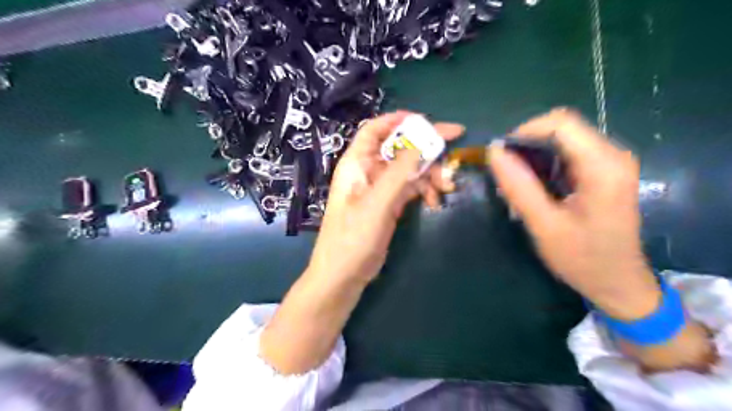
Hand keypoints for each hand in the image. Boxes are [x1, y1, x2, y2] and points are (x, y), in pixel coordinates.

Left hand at [260, 111, 459, 371]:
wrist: (343, 276)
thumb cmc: (353, 238)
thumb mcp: (377, 202)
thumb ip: (399, 171)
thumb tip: (422, 140)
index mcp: (357, 163)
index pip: (376, 129)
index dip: (400, 120)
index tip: (429, 122)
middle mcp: (367, 171)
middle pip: (398, 148)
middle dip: (424, 151)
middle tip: (452, 155)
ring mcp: (379, 189)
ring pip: (408, 169)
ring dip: (428, 174)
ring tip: (446, 187)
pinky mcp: (388, 204)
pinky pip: (409, 188)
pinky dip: (423, 190)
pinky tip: (435, 202)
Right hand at [488, 107, 660, 319]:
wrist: (618, 283)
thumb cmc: (582, 259)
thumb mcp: (544, 226)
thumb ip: (519, 187)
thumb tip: (494, 152)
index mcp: (603, 167)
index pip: (561, 124)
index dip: (524, 132)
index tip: (500, 156)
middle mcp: (612, 155)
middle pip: (561, 128)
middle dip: (527, 146)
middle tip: (505, 174)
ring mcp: (609, 162)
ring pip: (562, 140)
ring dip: (533, 156)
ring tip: (516, 184)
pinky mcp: (603, 171)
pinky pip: (567, 153)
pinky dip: (543, 165)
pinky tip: (533, 188)